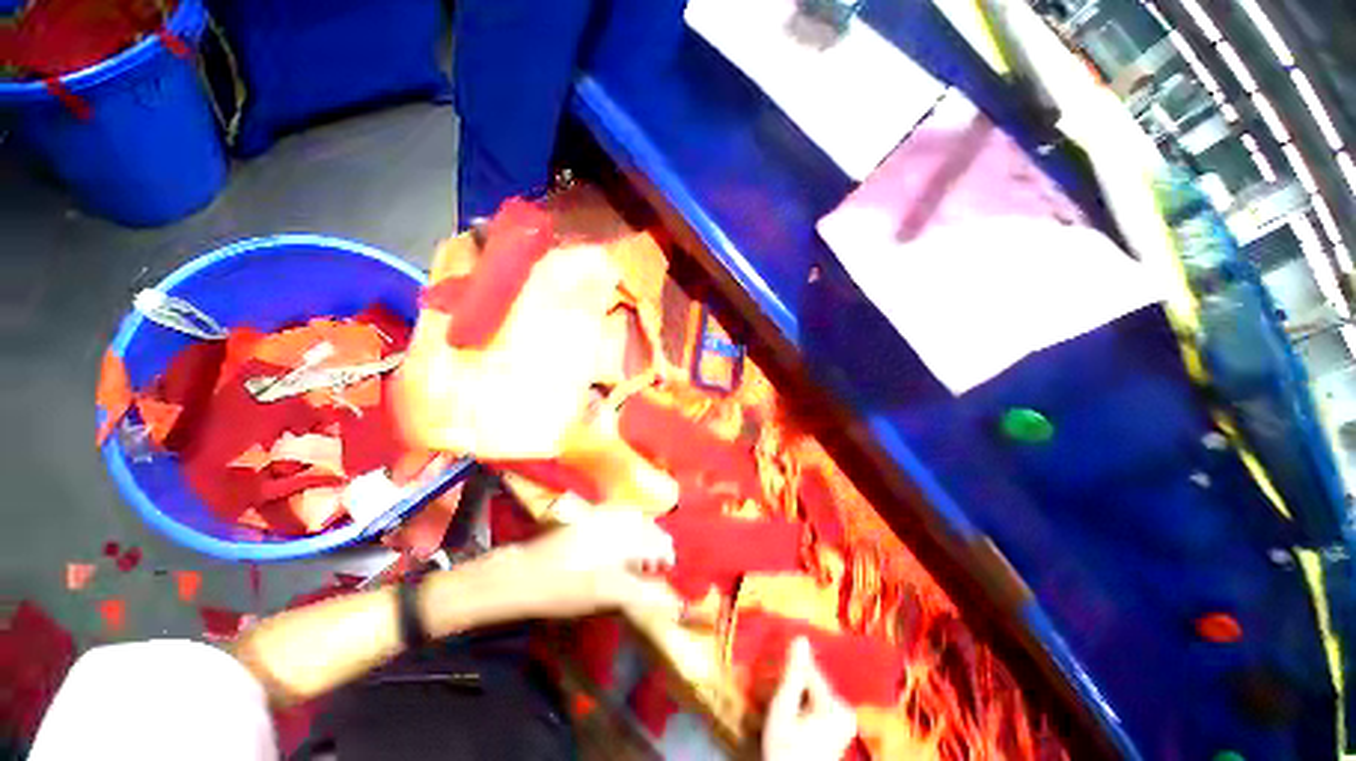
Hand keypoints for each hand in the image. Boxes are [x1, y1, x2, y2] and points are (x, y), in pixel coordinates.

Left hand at [491, 511, 681, 619]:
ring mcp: (601, 515)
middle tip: (652, 566)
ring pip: (635, 518)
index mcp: (625, 537)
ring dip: (642, 535)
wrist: (525, 575)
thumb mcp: (607, 596)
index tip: (666, 571)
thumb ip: (640, 592)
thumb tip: (665, 596)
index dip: (666, 556)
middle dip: (656, 544)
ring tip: (638, 556)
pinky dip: (627, 527)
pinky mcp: (588, 517)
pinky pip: (619, 515)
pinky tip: (620, 543)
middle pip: (649, 526)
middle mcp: (618, 520)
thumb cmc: (568, 588)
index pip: (659, 542)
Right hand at [763, 637, 857, 760]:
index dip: (790, 672)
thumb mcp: (783, 708)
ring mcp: (844, 720)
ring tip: (784, 710)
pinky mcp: (840, 728)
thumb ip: (793, 673)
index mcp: (836, 704)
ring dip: (798, 694)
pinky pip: (819, 703)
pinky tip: (794, 717)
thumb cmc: (786, 748)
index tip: (773, 677)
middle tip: (776, 698)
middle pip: (813, 682)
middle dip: (794, 685)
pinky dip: (805, 705)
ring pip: (814, 691)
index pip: (810, 671)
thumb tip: (800, 637)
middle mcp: (846, 709)